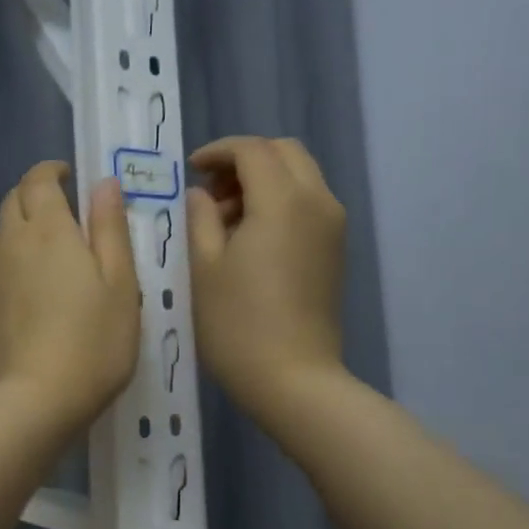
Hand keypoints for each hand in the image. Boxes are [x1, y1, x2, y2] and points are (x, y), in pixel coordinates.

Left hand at [0, 162, 140, 430]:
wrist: (36, 401)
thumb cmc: (94, 341)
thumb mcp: (120, 283)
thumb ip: (109, 227)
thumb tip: (103, 183)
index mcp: (47, 229)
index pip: (38, 179)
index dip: (51, 171)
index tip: (69, 177)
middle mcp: (9, 243)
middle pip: (12, 201)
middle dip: (34, 195)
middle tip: (63, 213)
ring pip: (0, 236)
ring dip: (21, 230)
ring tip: (50, 255)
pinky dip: (11, 264)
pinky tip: (31, 295)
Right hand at [187, 137, 347, 423]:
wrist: (294, 379)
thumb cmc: (237, 324)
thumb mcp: (203, 267)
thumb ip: (200, 217)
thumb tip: (202, 195)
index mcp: (283, 201)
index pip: (252, 150)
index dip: (218, 152)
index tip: (191, 170)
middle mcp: (317, 202)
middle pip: (284, 153)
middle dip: (245, 160)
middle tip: (212, 191)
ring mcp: (332, 226)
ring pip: (300, 176)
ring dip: (263, 180)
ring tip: (226, 220)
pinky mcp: (336, 249)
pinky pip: (309, 202)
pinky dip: (280, 201)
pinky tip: (251, 237)